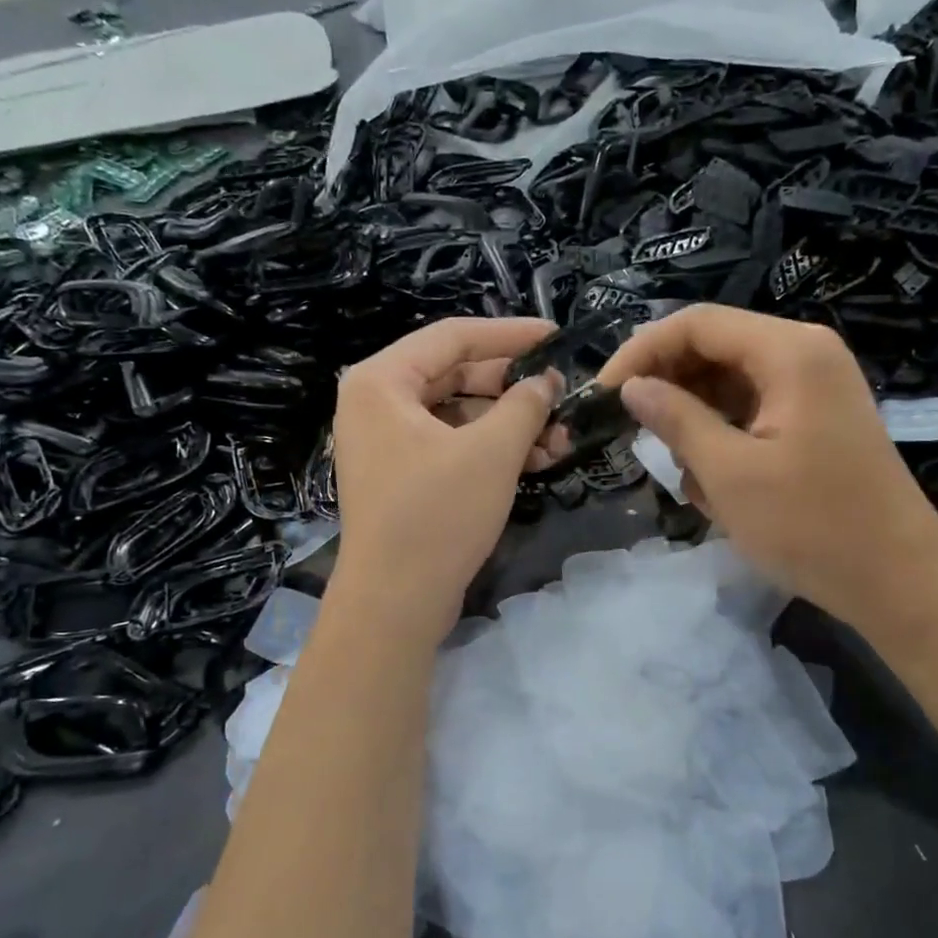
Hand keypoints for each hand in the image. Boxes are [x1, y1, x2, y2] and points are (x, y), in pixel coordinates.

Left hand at [331, 317, 558, 639]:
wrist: (394, 602)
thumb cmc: (437, 515)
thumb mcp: (491, 452)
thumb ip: (524, 404)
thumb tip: (545, 381)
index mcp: (381, 381)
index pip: (452, 337)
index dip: (509, 334)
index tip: (555, 337)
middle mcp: (376, 404)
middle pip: (456, 376)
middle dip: (513, 389)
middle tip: (561, 395)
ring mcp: (386, 443)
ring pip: (458, 415)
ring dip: (509, 424)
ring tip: (560, 438)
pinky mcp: (402, 477)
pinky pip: (451, 445)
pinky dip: (490, 450)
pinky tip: (537, 460)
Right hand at [595, 304, 937, 622]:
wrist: (899, 581)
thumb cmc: (811, 526)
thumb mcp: (729, 473)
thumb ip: (676, 420)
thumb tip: (632, 387)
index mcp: (789, 351)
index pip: (697, 324)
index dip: (642, 352)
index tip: (604, 394)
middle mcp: (804, 355)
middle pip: (714, 349)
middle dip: (670, 390)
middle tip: (635, 436)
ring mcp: (813, 389)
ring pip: (729, 385)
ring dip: (697, 424)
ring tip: (689, 478)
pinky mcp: (814, 422)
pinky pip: (752, 413)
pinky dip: (724, 441)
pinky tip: (716, 487)